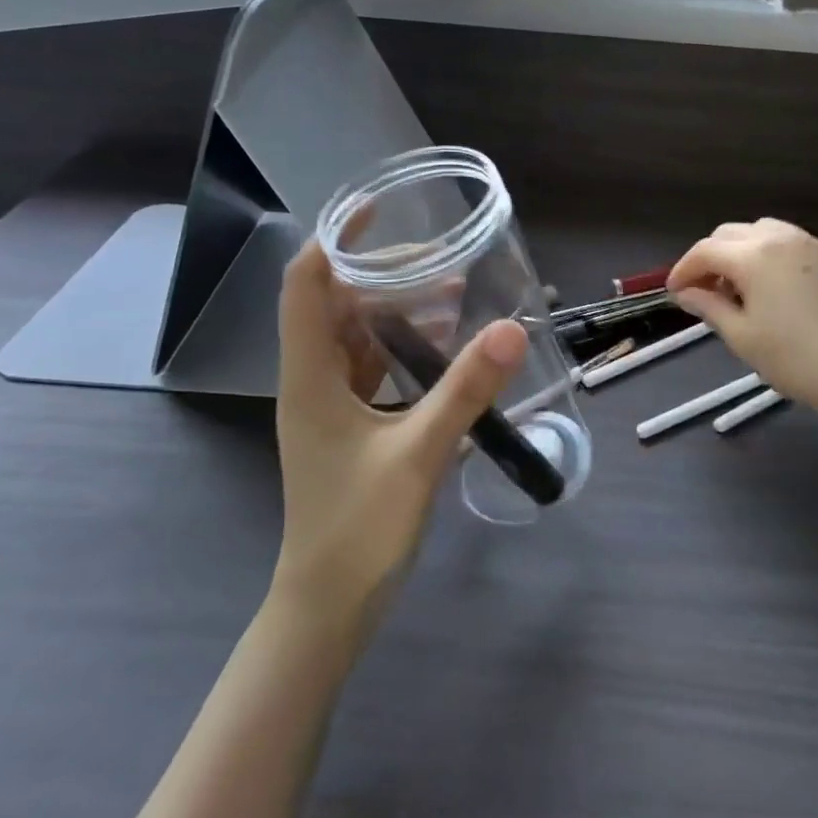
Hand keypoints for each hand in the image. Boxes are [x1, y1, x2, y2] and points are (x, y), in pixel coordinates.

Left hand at [272, 241, 527, 619]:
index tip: (375, 211)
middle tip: (442, 257)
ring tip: (452, 294)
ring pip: (357, 338)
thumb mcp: (420, 453)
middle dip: (384, 274)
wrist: (328, 607)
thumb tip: (511, 328)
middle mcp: (312, 382)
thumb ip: (466, 390)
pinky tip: (444, 348)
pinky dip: (404, 348)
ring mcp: (329, 407)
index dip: (334, 241)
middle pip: (337, 305)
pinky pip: (373, 369)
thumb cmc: (360, 529)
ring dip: (397, 311)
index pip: (305, 286)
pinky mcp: (349, 428)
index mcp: (310, 377)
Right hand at [667, 219, 817, 421]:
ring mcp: (806, 242)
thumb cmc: (794, 358)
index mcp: (753, 256)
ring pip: (758, 231)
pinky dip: (764, 253)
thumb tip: (685, 293)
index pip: (705, 251)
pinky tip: (766, 284)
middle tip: (702, 291)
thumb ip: (709, 307)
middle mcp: (778, 237)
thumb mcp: (742, 336)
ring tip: (735, 287)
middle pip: (729, 234)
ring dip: (737, 251)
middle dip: (709, 258)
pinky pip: (784, 240)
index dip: (683, 269)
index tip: (674, 293)